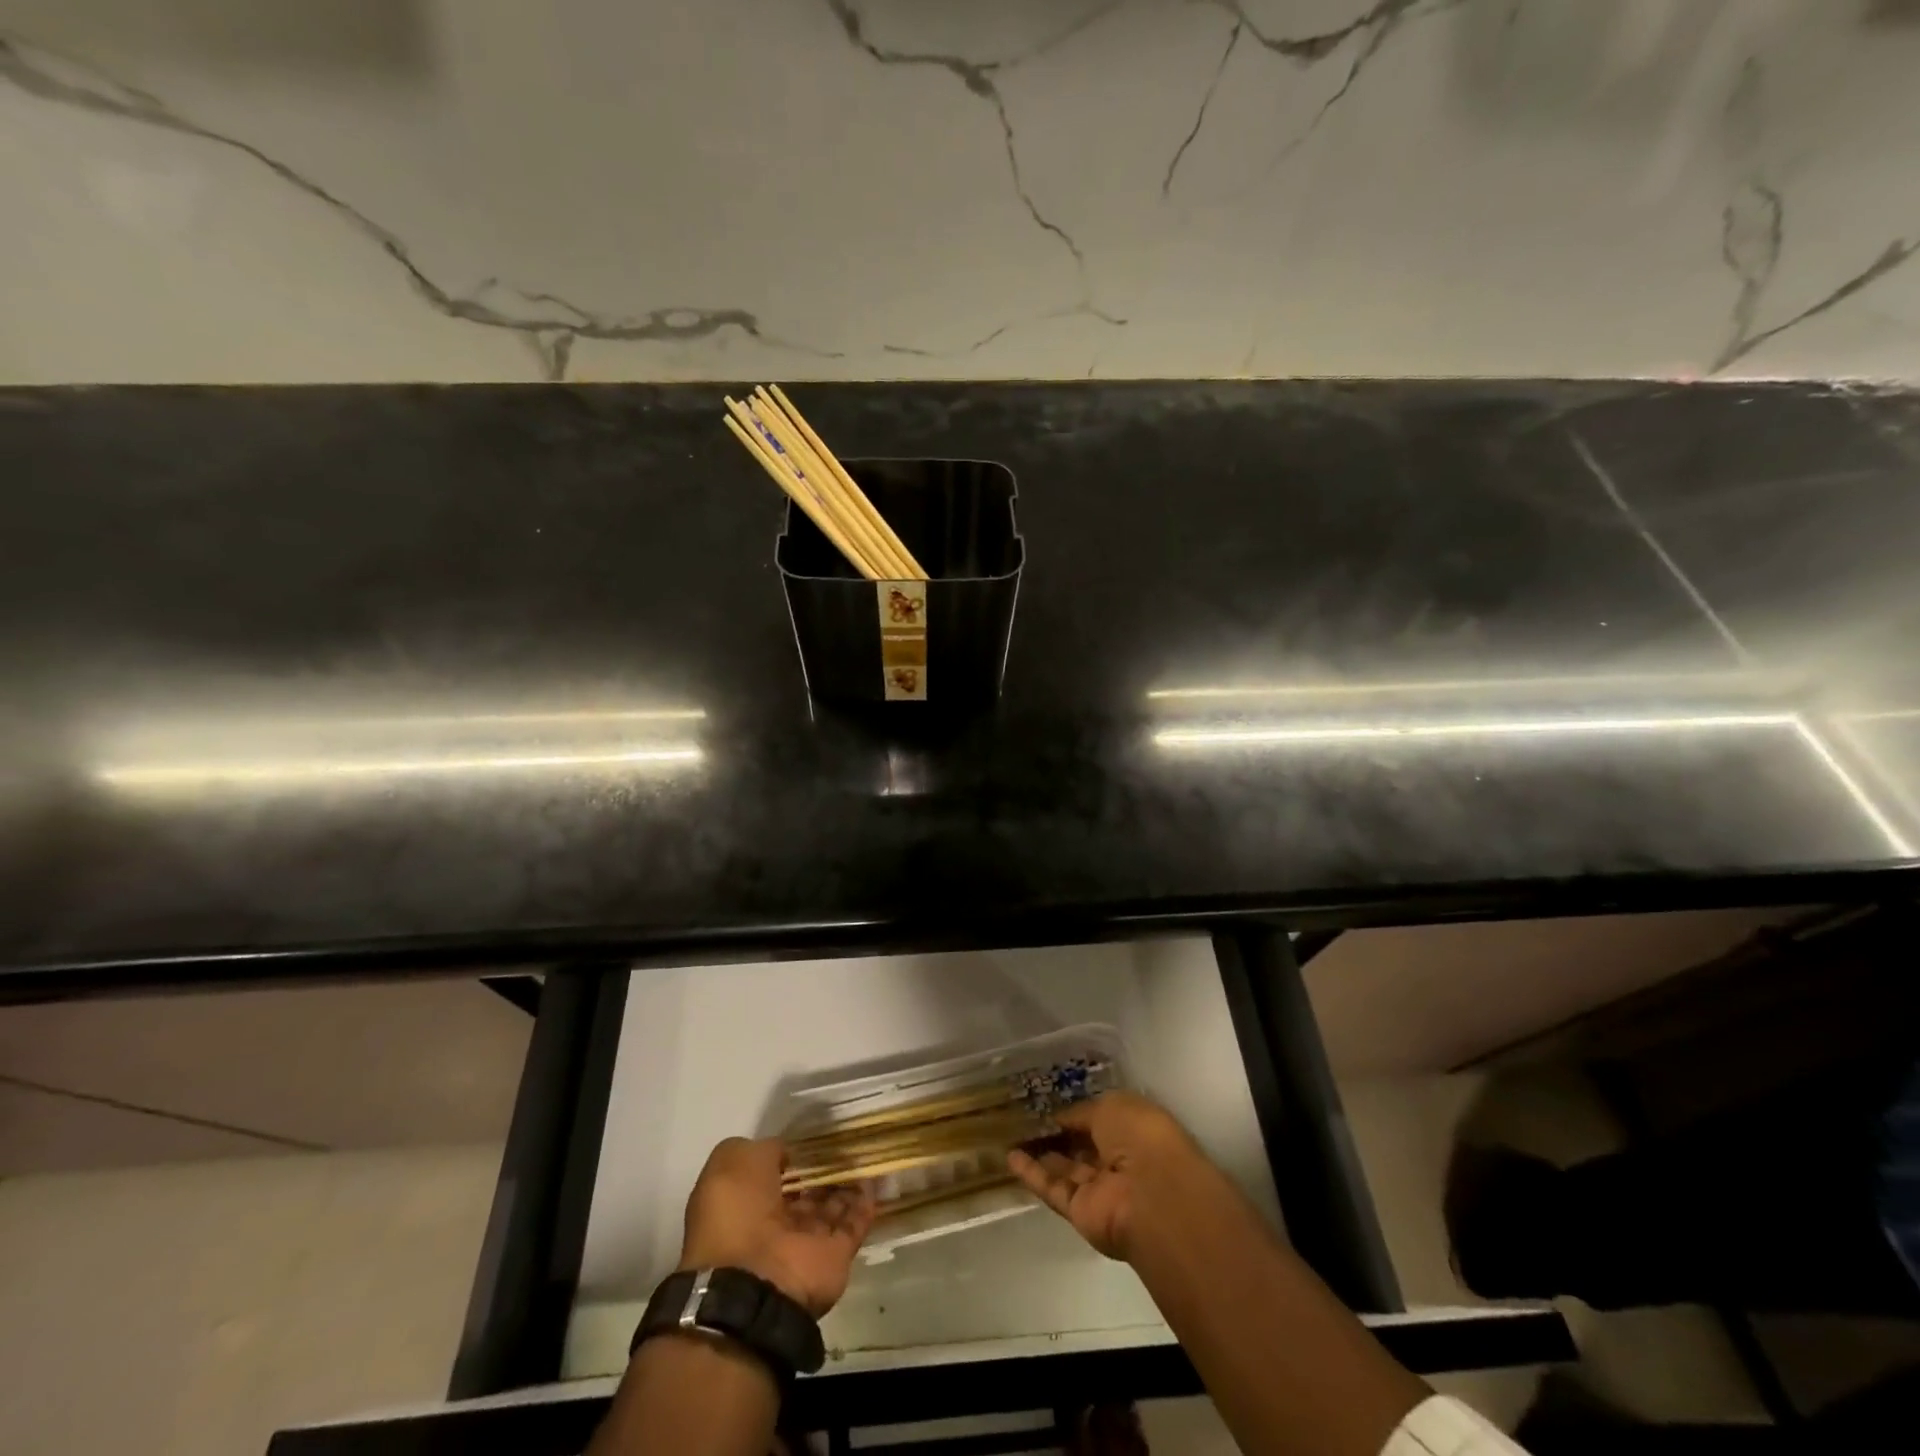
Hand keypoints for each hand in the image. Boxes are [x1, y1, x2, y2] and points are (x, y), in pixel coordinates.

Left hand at [678, 1137, 875, 1318]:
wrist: (754, 1283)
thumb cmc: (737, 1213)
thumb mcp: (735, 1160)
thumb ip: (765, 1150)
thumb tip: (786, 1153)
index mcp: (743, 1204)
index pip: (771, 1175)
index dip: (790, 1156)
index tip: (811, 1137)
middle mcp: (772, 1225)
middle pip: (803, 1192)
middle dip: (821, 1171)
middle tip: (845, 1142)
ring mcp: (804, 1243)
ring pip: (830, 1207)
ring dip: (846, 1185)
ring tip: (866, 1154)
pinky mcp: (833, 1258)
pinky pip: (852, 1225)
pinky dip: (865, 1204)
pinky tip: (876, 1179)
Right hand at [1007, 1091, 1202, 1260]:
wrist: (1151, 1194)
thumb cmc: (1140, 1137)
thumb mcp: (1112, 1106)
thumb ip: (1084, 1112)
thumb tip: (1062, 1119)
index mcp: (1135, 1132)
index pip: (1102, 1122)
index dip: (1078, 1114)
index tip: (1051, 1105)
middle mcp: (1120, 1162)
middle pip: (1084, 1148)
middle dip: (1061, 1136)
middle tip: (1028, 1120)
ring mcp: (1101, 1191)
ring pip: (1067, 1170)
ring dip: (1042, 1155)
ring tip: (1013, 1136)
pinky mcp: (1081, 1213)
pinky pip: (1054, 1190)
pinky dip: (1032, 1175)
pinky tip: (1010, 1158)